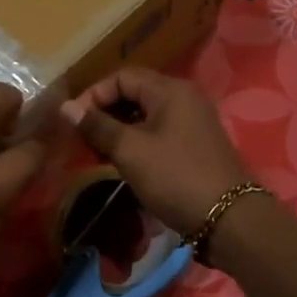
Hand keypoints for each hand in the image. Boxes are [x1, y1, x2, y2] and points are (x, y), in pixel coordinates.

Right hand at [60, 68, 253, 236]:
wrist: (229, 219)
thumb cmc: (176, 177)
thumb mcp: (130, 151)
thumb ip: (98, 126)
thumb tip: (66, 108)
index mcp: (170, 90)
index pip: (121, 77)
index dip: (93, 95)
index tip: (73, 123)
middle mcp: (184, 98)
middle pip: (134, 94)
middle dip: (105, 114)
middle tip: (84, 141)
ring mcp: (193, 122)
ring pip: (145, 116)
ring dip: (119, 131)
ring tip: (99, 155)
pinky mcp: (195, 146)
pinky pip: (159, 133)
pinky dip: (137, 143)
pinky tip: (124, 164)